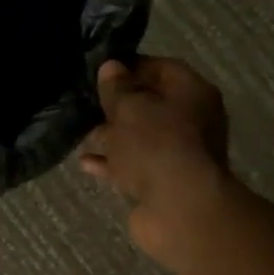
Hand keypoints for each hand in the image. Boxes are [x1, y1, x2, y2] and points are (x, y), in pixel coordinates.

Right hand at [81, 56, 231, 265]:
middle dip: (119, 104)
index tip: (101, 69)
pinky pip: (132, 166)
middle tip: (86, 101)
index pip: (162, 68)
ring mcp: (177, 155)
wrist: (179, 208)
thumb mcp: (129, 108)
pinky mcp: (162, 184)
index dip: (132, 66)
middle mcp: (191, 121)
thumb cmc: (157, 145)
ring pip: (140, 138)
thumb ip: (117, 88)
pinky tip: (85, 162)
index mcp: (192, 93)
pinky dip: (111, 163)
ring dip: (112, 136)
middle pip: (152, 105)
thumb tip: (111, 66)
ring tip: (81, 131)